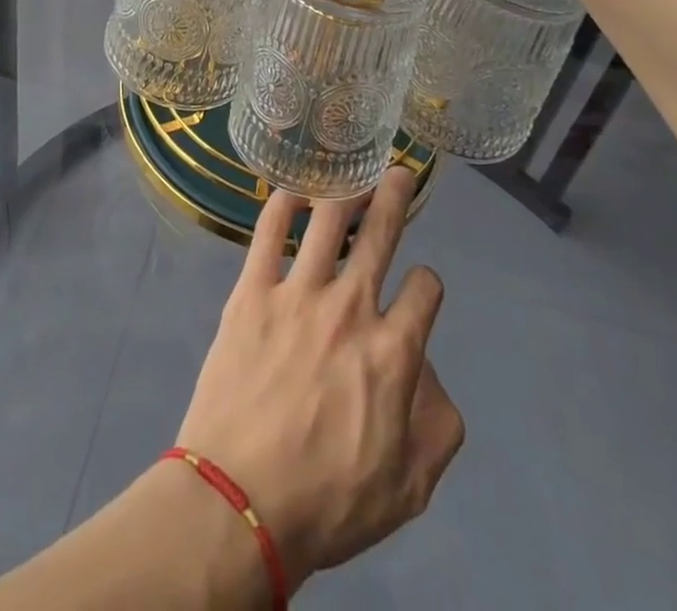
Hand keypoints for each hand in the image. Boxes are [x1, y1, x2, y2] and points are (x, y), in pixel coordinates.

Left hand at [171, 168, 466, 590]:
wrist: (239, 502)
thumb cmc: (328, 503)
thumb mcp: (410, 488)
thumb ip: (437, 424)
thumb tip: (427, 369)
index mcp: (394, 352)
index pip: (426, 290)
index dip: (428, 284)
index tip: (420, 289)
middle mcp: (351, 309)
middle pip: (381, 235)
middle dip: (395, 197)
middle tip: (400, 173)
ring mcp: (298, 294)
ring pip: (329, 221)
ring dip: (346, 191)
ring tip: (353, 175)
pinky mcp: (252, 291)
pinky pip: (269, 232)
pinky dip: (283, 204)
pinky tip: (292, 191)